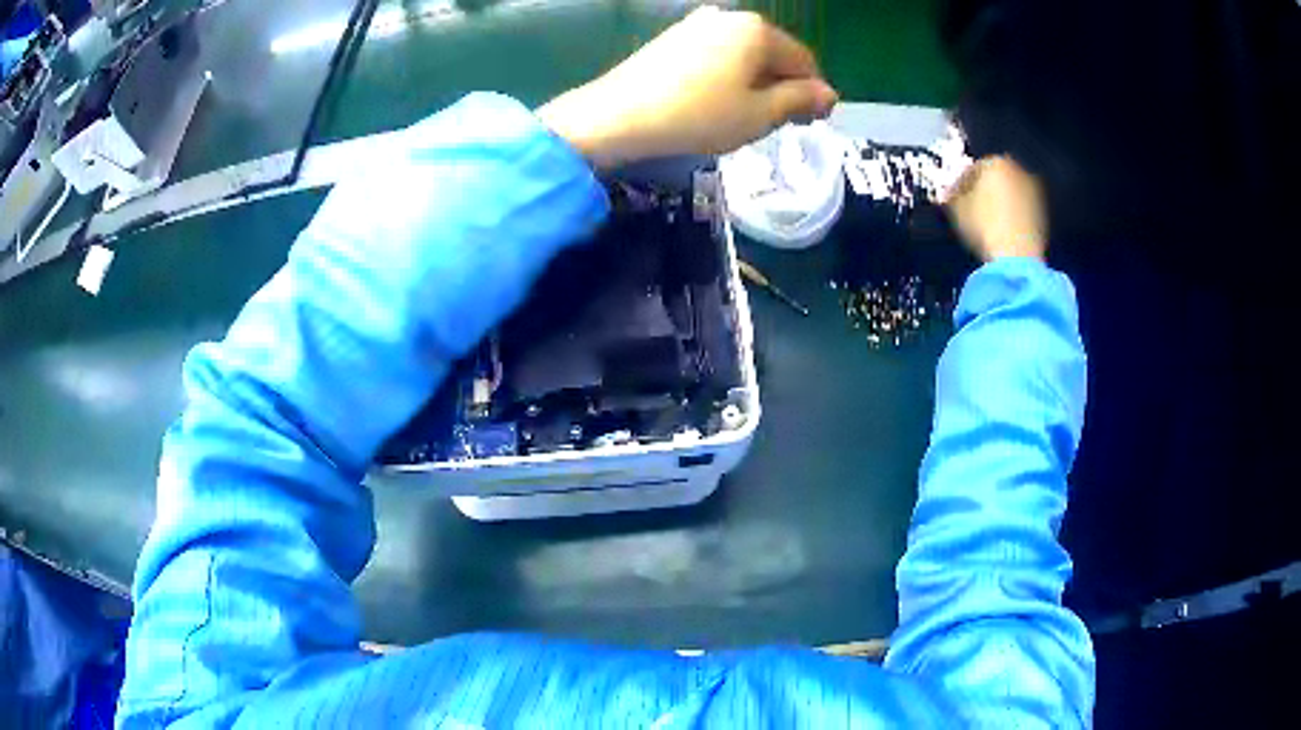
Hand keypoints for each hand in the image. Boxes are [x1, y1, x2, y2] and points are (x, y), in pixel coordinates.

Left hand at [537, 5, 837, 168]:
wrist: (618, 116)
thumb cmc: (699, 115)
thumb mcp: (760, 114)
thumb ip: (799, 100)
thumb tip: (828, 94)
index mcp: (758, 30)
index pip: (804, 61)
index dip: (814, 94)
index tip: (810, 123)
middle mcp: (729, 17)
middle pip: (773, 54)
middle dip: (782, 88)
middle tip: (777, 124)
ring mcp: (697, 24)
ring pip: (745, 56)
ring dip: (755, 84)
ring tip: (744, 117)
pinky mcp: (673, 38)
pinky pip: (717, 55)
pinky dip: (727, 77)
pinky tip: (715, 103)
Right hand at [945, 156, 1046, 261]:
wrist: (1017, 258)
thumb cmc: (983, 226)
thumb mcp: (956, 210)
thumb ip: (952, 197)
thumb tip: (950, 195)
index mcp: (996, 162)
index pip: (971, 169)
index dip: (959, 185)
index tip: (952, 199)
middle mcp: (1019, 171)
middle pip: (994, 179)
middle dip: (983, 191)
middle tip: (970, 208)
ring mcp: (1034, 193)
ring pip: (1010, 194)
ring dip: (999, 203)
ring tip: (987, 221)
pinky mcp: (1043, 215)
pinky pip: (1021, 210)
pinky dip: (1012, 216)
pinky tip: (1002, 230)